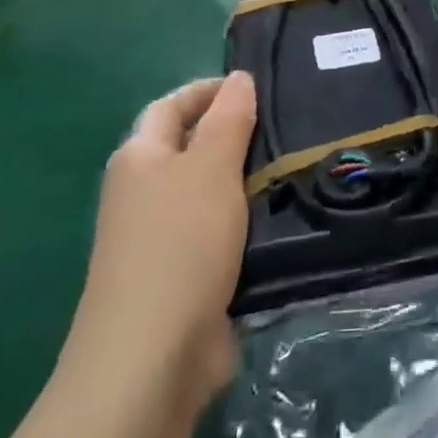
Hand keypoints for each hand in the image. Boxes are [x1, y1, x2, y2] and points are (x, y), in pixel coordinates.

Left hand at [61, 73, 256, 416]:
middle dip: (233, 134)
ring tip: (297, 165)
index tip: (256, 86)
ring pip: (210, 193)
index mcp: (139, 158)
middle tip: (287, 125)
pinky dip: (247, 222)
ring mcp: (160, 240)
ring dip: (247, 181)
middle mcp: (143, 194)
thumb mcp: (211, 167)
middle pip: (190, 148)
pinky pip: (220, 233)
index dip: (208, 90)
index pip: (172, 106)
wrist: (152, 359)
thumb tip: (237, 78)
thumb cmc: (180, 244)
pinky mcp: (183, 278)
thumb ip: (228, 118)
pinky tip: (284, 218)